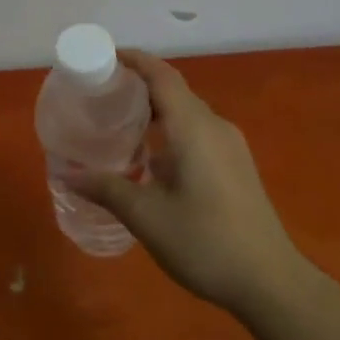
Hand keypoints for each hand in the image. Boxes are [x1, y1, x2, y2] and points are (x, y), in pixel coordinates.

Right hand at [65, 49, 307, 319]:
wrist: (271, 282)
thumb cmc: (206, 243)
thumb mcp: (147, 217)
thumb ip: (107, 189)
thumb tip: (68, 175)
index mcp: (194, 129)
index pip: (162, 76)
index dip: (135, 60)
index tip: (105, 57)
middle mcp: (215, 127)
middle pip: (175, 91)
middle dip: (139, 85)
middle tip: (101, 94)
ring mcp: (231, 147)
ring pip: (187, 113)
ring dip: (155, 110)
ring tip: (120, 123)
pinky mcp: (236, 166)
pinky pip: (198, 132)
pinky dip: (171, 131)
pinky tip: (151, 158)